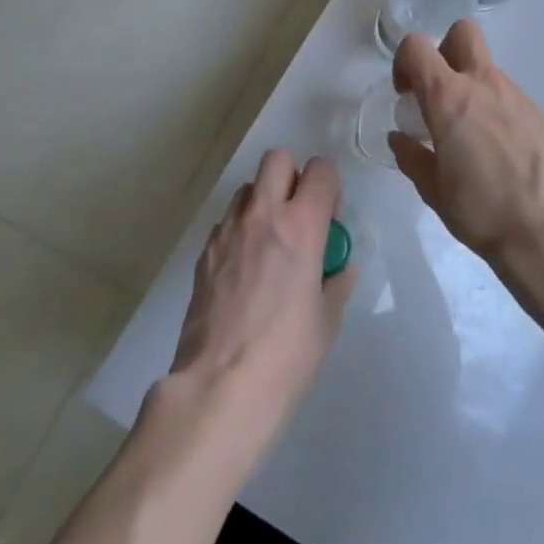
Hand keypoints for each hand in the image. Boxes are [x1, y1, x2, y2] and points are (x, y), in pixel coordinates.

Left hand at [169, 150, 353, 443]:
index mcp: (301, 226)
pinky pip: (227, 221)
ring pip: (248, 188)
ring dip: (264, 200)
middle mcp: (262, 216)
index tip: (330, 216)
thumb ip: (336, 282)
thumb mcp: (327, 319)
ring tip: (271, 241)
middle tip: (300, 215)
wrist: (220, 384)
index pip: (320, 170)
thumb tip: (339, 267)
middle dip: (293, 176)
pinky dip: (241, 229)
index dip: (330, 185)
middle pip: (277, 159)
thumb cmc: (286, 354)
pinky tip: (246, 268)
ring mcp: (227, 231)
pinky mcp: (204, 252)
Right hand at [390, 21, 543, 302]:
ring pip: (488, 69)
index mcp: (449, 98)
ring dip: (471, 88)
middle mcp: (484, 85)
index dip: (403, 62)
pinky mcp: (541, 116)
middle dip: (444, 50)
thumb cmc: (482, 211)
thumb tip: (401, 139)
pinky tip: (497, 153)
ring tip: (468, 138)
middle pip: (463, 33)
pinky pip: (509, 98)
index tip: (405, 94)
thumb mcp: (433, 190)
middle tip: (438, 93)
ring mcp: (518, 97)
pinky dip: (495, 111)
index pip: (417, 46)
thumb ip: (412, 157)